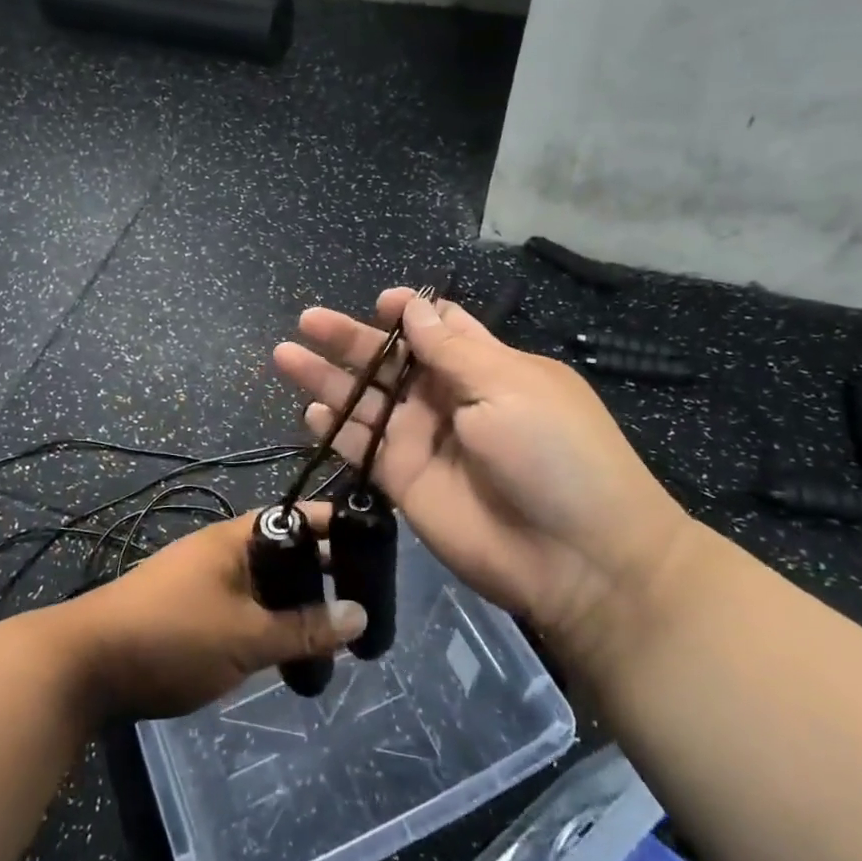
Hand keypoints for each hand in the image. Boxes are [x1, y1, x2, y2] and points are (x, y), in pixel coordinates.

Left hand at [52, 511, 366, 720]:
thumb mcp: (246, 636)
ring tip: (334, 632)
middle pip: (284, 551)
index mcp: (235, 538)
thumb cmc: (171, 636)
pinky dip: (270, 620)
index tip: (375, 546)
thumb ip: (304, 628)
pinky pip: (244, 605)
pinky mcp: (191, 609)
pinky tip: (287, 649)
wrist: (86, 665)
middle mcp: (221, 549)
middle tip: (363, 602)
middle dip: (321, 573)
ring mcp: (203, 579)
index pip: (298, 517)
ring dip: (296, 602)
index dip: (335, 528)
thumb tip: (361, 616)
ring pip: (265, 583)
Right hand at [274, 289, 697, 670]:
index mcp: (485, 368)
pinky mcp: (403, 481)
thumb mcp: (508, 386)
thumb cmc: (553, 454)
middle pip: (388, 361)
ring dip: (327, 379)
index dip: (407, 313)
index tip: (379, 302)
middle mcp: (448, 399)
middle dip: (349, 339)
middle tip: (307, 321)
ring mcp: (422, 441)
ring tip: (286, 355)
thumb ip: (451, 349)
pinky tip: (309, 410)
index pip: (439, 329)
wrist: (576, 558)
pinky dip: (334, 428)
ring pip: (364, 400)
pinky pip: (361, 446)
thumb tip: (414, 305)